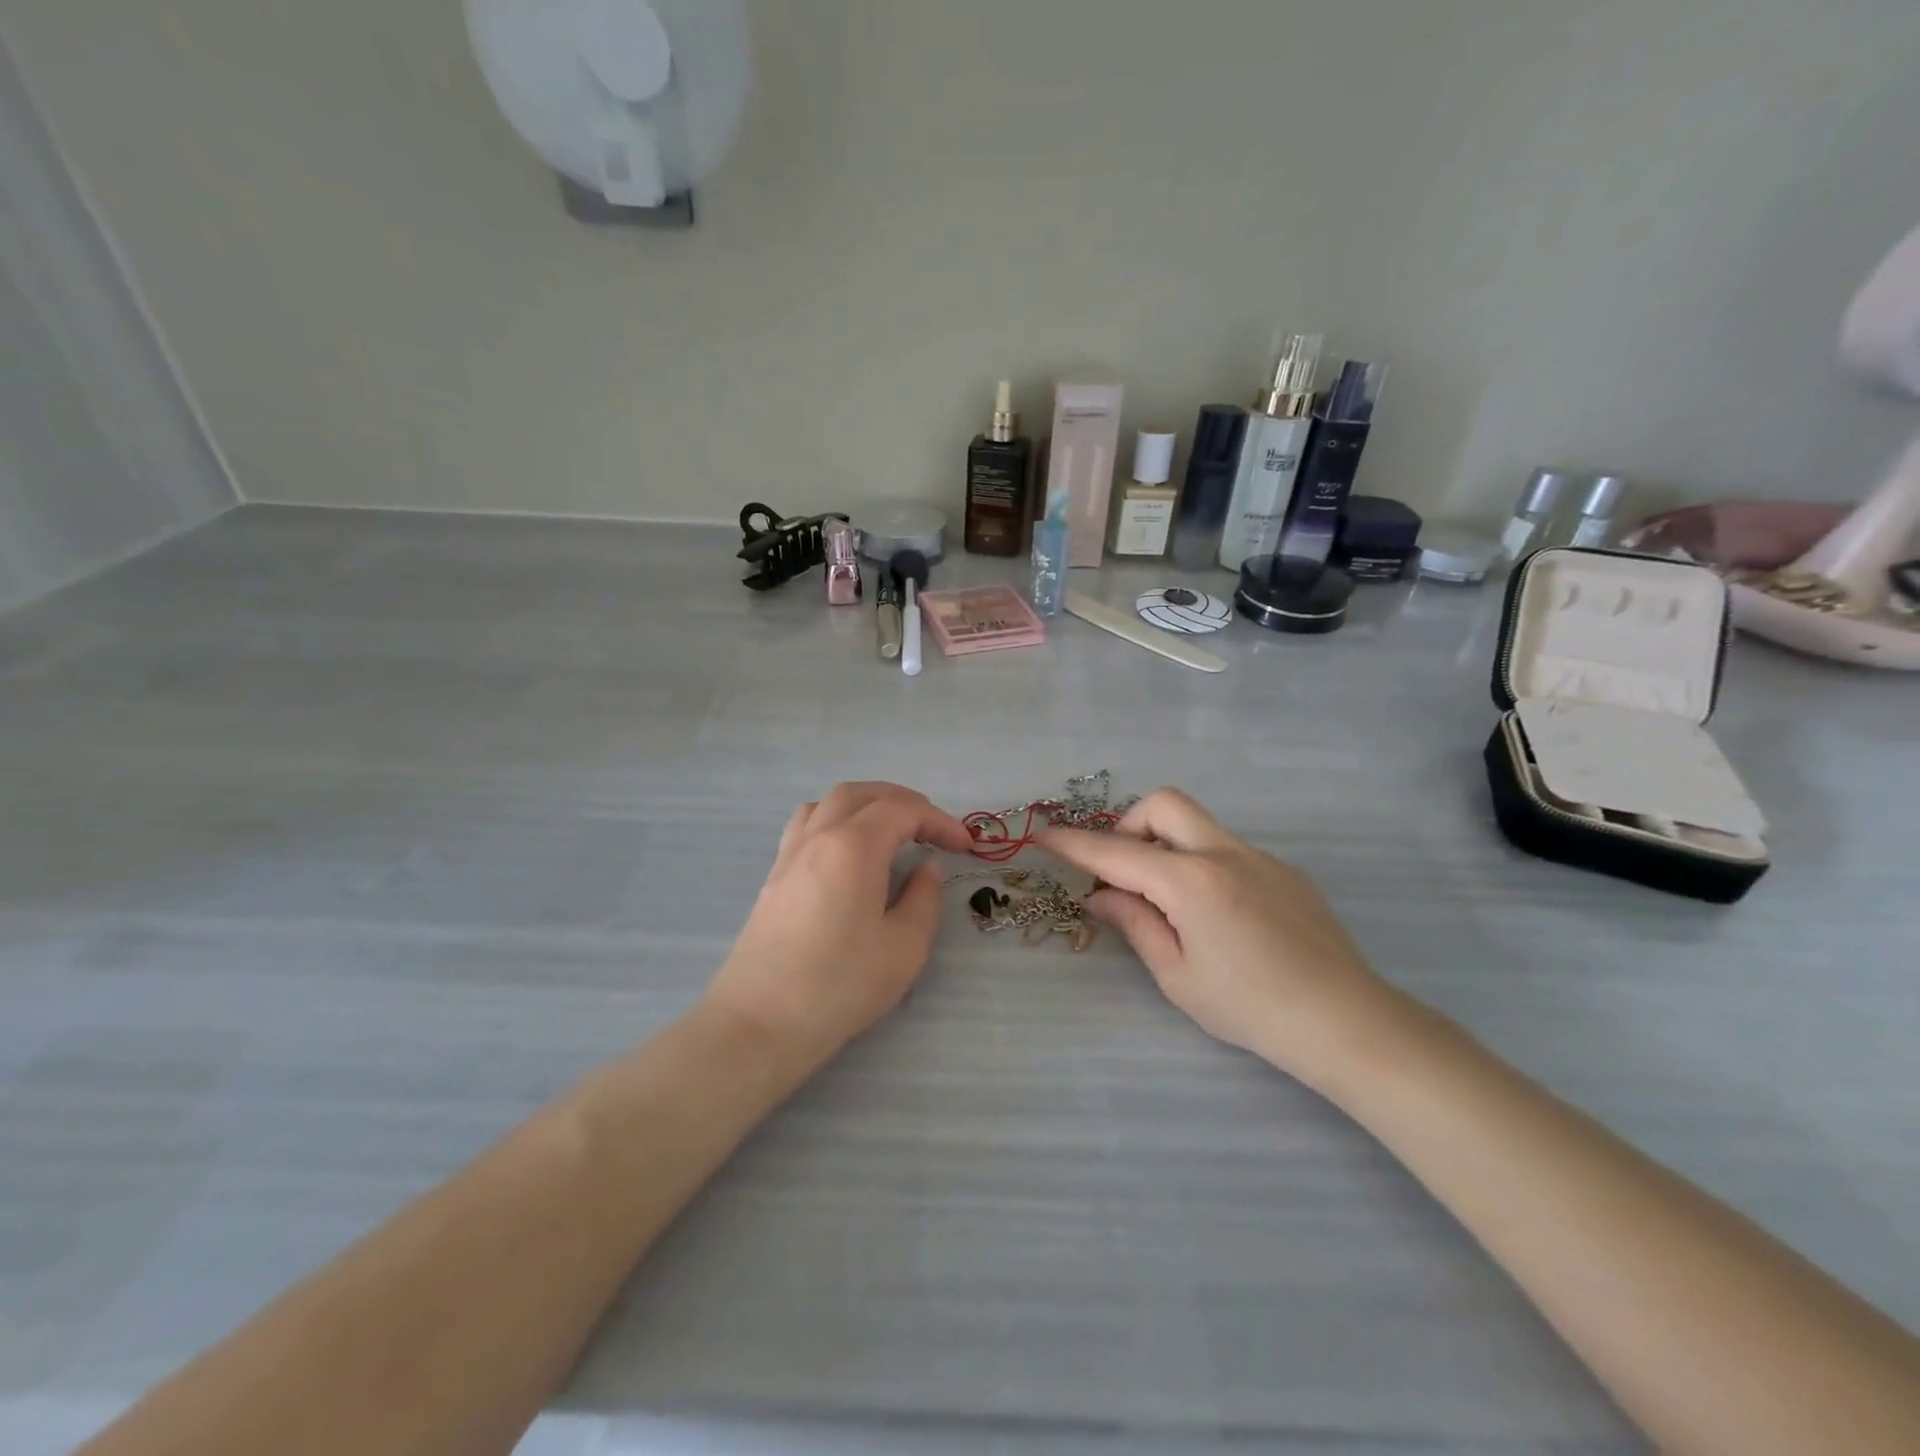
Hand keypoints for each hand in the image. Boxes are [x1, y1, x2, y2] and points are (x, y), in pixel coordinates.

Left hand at [705, 782, 972, 1075]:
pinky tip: (848, 850)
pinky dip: (837, 818)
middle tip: (932, 829)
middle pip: (863, 793)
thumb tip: (926, 868)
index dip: (939, 821)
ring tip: (891, 830)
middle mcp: (818, 836)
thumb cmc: (839, 986)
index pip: (903, 811)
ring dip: (867, 804)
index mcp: (853, 846)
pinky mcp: (775, 875)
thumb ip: (924, 899)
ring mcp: (790, 853)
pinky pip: (808, 823)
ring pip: (830, 802)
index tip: (964, 846)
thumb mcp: (904, 948)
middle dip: (904, 802)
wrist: (760, 1023)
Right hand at [1041, 788, 1403, 1091]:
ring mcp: (1260, 857)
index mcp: (1191, 881)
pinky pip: (1227, 849)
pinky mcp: (1284, 870)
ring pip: (1198, 824)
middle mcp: (1224, 853)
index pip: (1117, 852)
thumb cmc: (1250, 1008)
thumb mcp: (1178, 975)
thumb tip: (1100, 896)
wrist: (1345, 1021)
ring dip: (1166, 844)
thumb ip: (1135, 923)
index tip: (1043, 835)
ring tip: (1168, 900)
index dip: (1074, 844)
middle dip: (1130, 825)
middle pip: (1164, 804)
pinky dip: (1201, 863)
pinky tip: (1218, 916)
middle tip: (1124, 873)